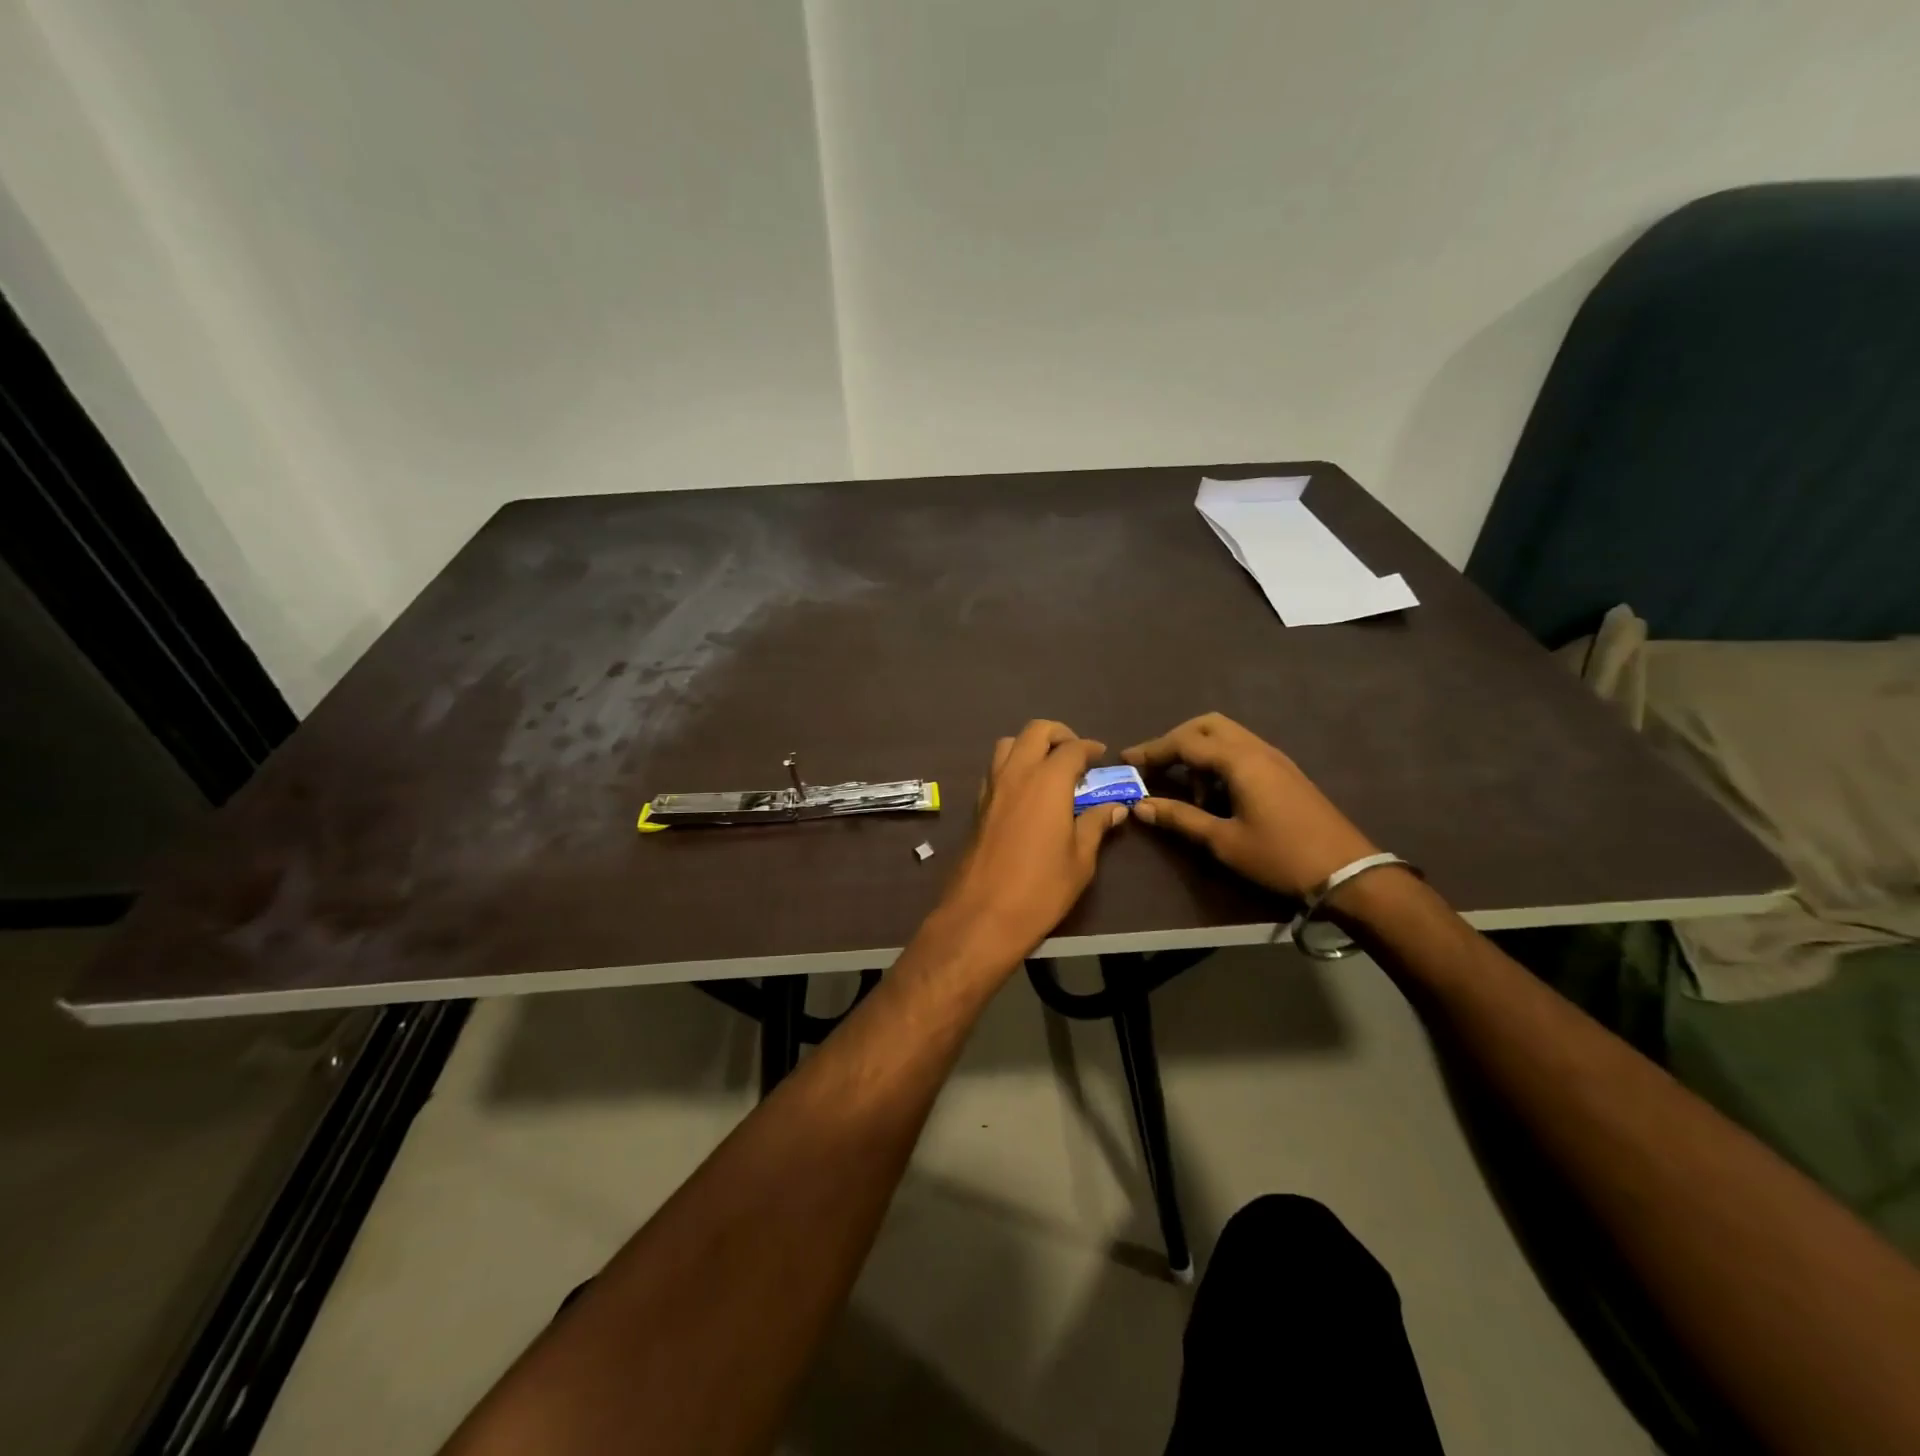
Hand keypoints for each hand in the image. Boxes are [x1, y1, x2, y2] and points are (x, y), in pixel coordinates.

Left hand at [924, 720, 1127, 964]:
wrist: (983, 914)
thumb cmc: (1041, 888)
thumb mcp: (1080, 859)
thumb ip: (1095, 825)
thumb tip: (1115, 807)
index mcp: (1047, 781)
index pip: (1072, 748)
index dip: (1090, 748)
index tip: (1101, 757)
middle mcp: (1016, 774)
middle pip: (1035, 731)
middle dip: (1058, 734)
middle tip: (1075, 755)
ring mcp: (992, 787)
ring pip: (1008, 744)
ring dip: (1029, 746)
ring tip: (1048, 769)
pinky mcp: (977, 805)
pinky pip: (995, 769)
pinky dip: (1011, 766)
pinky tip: (1025, 792)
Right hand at [1122, 713, 1375, 898]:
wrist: (1348, 873)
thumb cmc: (1280, 857)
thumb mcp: (1223, 842)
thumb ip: (1180, 819)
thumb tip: (1141, 806)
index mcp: (1239, 761)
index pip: (1185, 742)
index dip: (1152, 750)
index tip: (1126, 760)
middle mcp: (1257, 749)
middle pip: (1207, 725)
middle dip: (1176, 740)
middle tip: (1154, 767)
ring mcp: (1275, 759)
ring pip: (1226, 736)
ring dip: (1199, 752)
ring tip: (1187, 791)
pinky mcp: (1284, 773)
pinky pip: (1242, 751)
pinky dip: (1219, 762)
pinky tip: (1215, 795)